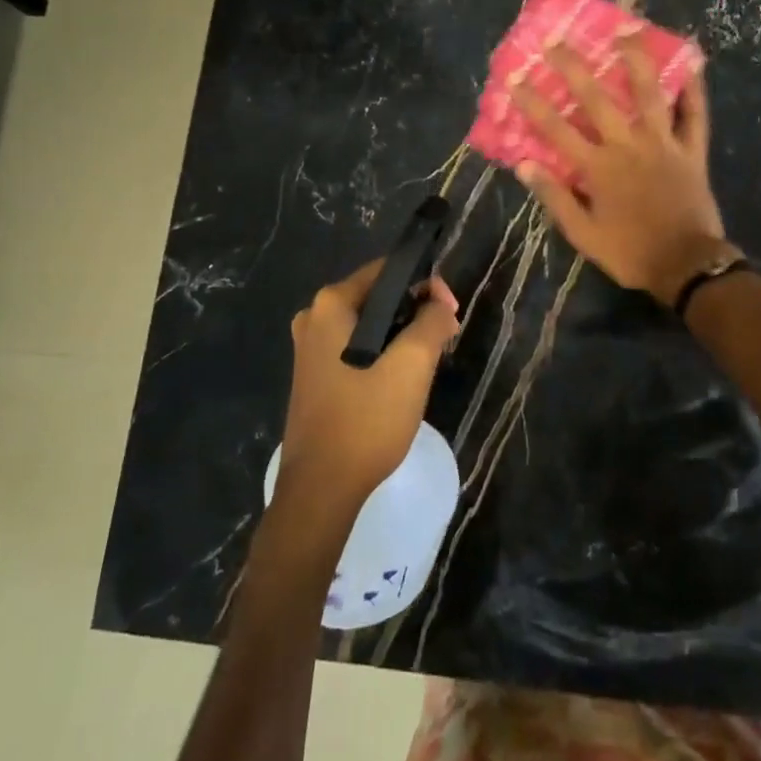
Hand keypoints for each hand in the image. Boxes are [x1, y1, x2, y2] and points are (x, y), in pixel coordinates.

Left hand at [279, 260, 459, 511]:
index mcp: (331, 305)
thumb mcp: (412, 364)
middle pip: (378, 296)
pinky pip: (357, 347)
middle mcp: (314, 318)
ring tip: (430, 357)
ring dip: (403, 334)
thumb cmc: (366, 419)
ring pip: (370, 325)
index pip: (388, 270)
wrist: (321, 489)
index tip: (451, 312)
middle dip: (416, 310)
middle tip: (446, 335)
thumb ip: (432, 321)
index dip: (426, 284)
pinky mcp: (314, 375)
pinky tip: (402, 378)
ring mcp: (309, 349)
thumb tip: (440, 304)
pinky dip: (383, 352)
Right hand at [513, 33, 726, 300]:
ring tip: (626, 30)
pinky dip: (695, 90)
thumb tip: (524, 165)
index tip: (515, 79)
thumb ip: (555, 197)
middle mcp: (628, 145)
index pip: (556, 129)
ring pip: (649, 93)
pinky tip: (693, 63)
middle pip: (597, 99)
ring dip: (636, 60)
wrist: (686, 265)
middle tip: (556, 41)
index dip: (533, 104)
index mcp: (598, 167)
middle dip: (573, 68)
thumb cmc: (631, 252)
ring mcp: (663, 143)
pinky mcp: (692, 150)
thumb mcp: (583, 235)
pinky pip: (695, 115)